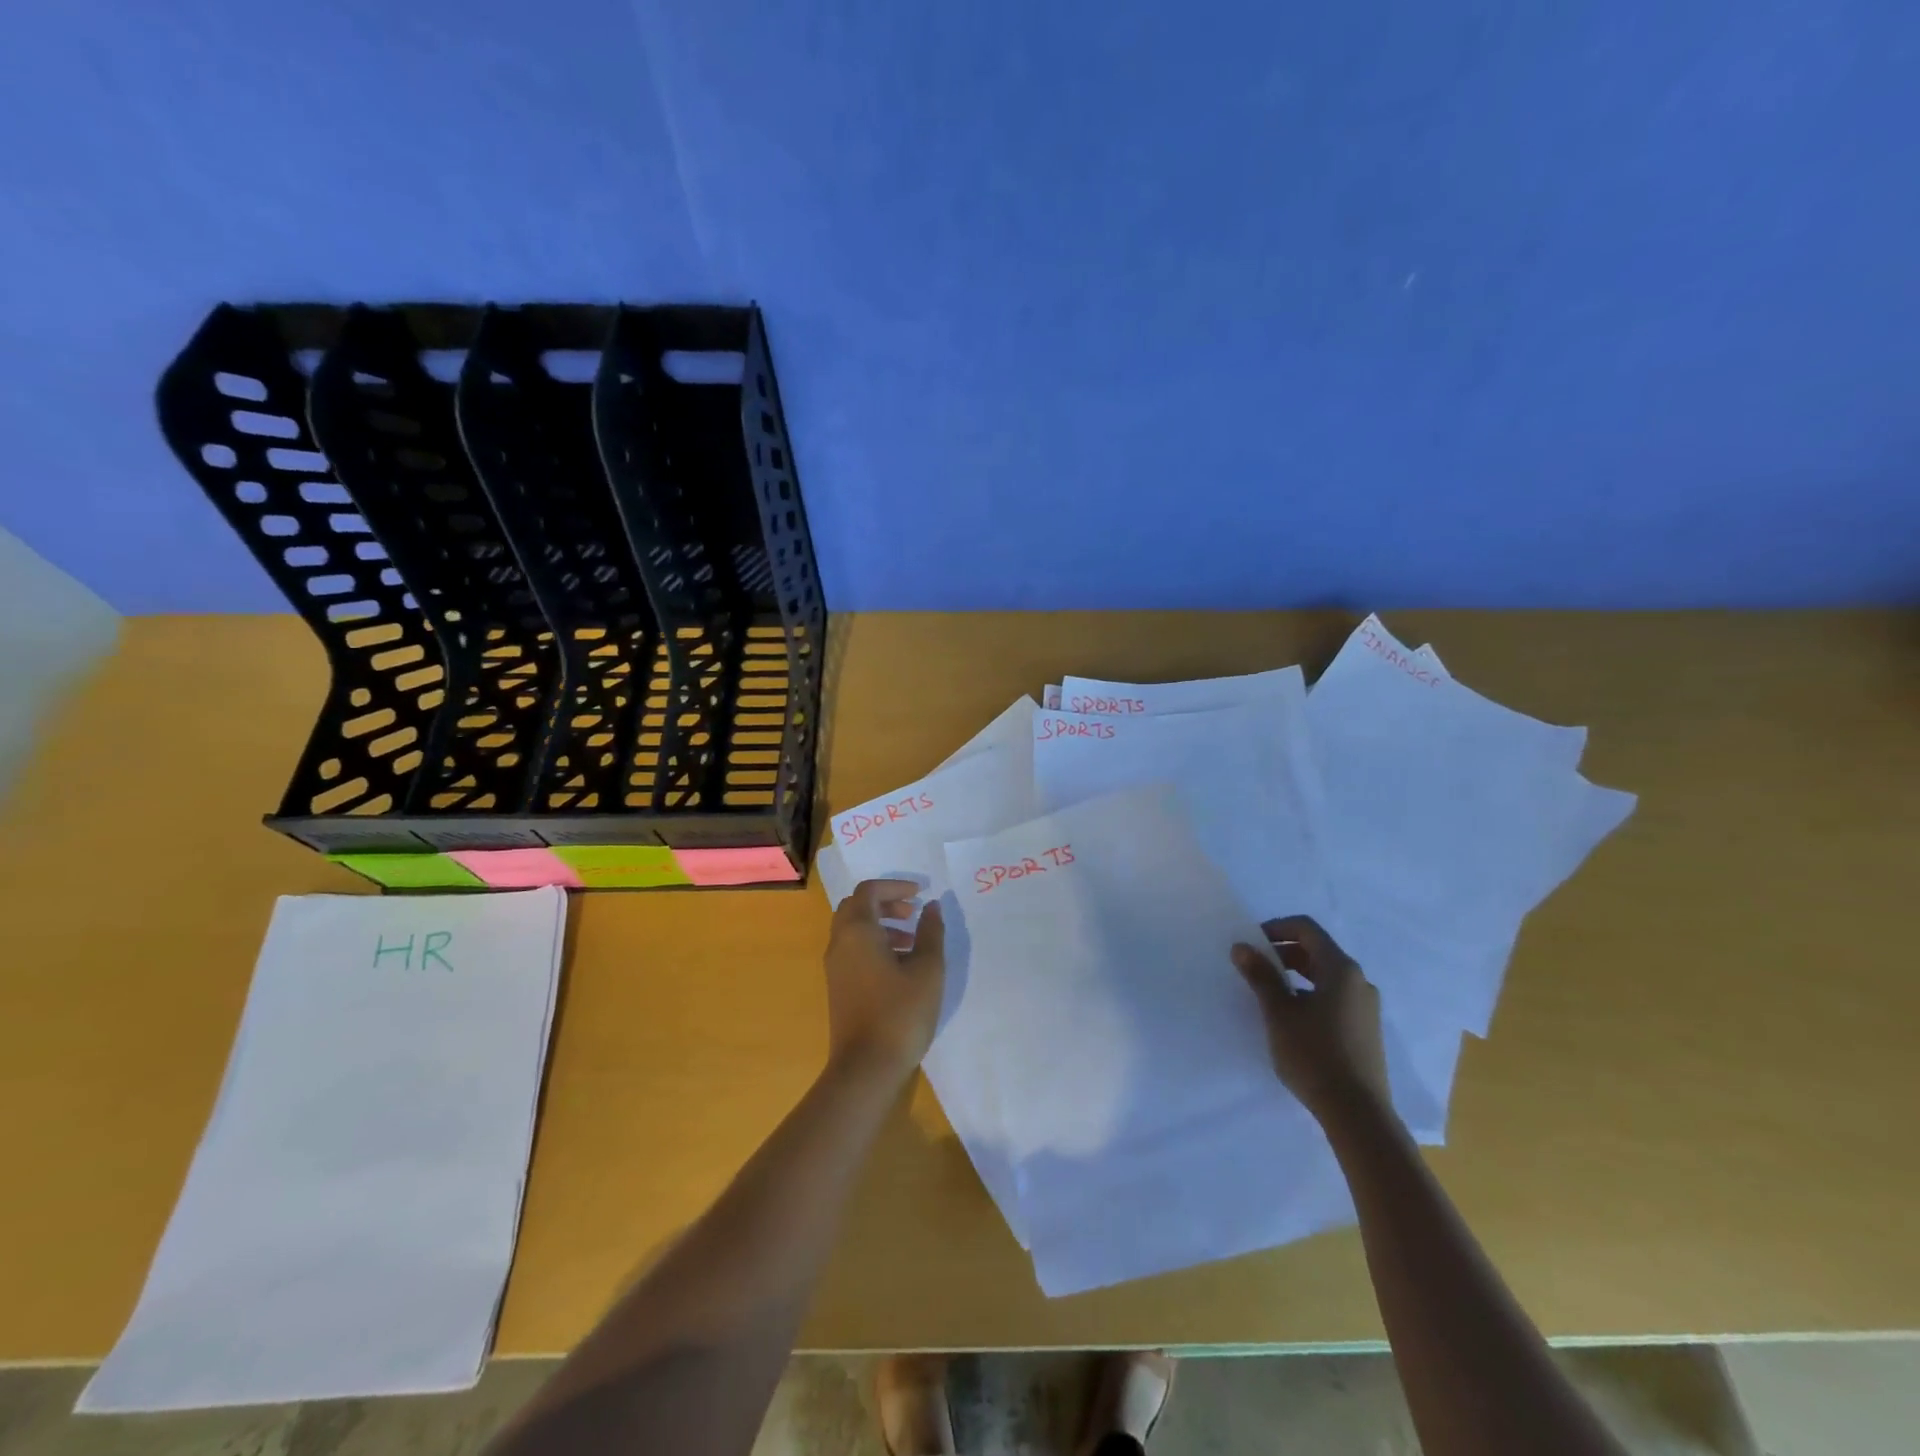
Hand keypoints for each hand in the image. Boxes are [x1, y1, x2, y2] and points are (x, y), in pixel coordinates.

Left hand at [824, 879, 946, 1082]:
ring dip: (881, 925)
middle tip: (913, 913)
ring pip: (853, 930)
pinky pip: (852, 950)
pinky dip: (874, 944)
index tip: (920, 895)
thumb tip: (931, 907)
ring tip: (912, 942)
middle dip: (885, 903)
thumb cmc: (900, 1012)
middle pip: (857, 907)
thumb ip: (930, 932)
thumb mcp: (927, 969)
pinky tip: (900, 966)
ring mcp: (835, 967)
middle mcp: (840, 943)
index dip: (895, 886)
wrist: (866, 1066)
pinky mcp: (838, 987)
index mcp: (857, 931)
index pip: (869, 891)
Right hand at [1231, 915, 1390, 1124]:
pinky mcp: (1366, 1029)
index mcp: (1341, 969)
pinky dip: (1311, 993)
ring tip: (1270, 993)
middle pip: (1318, 950)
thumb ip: (1261, 976)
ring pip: (1327, 975)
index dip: (1276, 928)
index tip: (1252, 943)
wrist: (1358, 1114)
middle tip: (1256, 966)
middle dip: (1284, 952)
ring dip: (1296, 974)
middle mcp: (1359, 981)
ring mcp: (1366, 1007)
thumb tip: (1242, 947)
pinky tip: (1293, 1018)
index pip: (1307, 929)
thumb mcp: (1279, 1012)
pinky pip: (1335, 997)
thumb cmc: (1314, 1054)